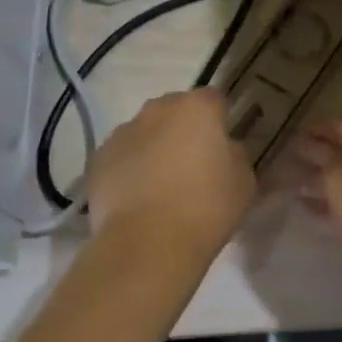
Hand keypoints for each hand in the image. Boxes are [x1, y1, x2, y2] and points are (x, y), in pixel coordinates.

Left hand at [86, 89, 254, 258]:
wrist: (147, 243)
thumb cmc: (206, 208)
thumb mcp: (244, 182)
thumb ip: (235, 155)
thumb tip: (224, 149)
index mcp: (196, 109)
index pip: (213, 99)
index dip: (220, 118)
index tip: (223, 142)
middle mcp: (157, 110)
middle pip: (174, 110)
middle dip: (183, 129)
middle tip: (192, 163)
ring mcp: (122, 132)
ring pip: (144, 131)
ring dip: (154, 147)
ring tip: (161, 185)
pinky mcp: (98, 159)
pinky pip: (121, 156)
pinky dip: (130, 168)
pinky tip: (137, 197)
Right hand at [283, 119, 341, 294]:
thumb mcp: (341, 179)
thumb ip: (317, 164)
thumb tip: (300, 152)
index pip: (340, 125)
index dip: (311, 129)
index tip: (279, 136)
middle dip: (311, 157)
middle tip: (274, 162)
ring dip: (317, 184)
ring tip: (281, 186)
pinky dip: (328, 208)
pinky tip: (304, 211)